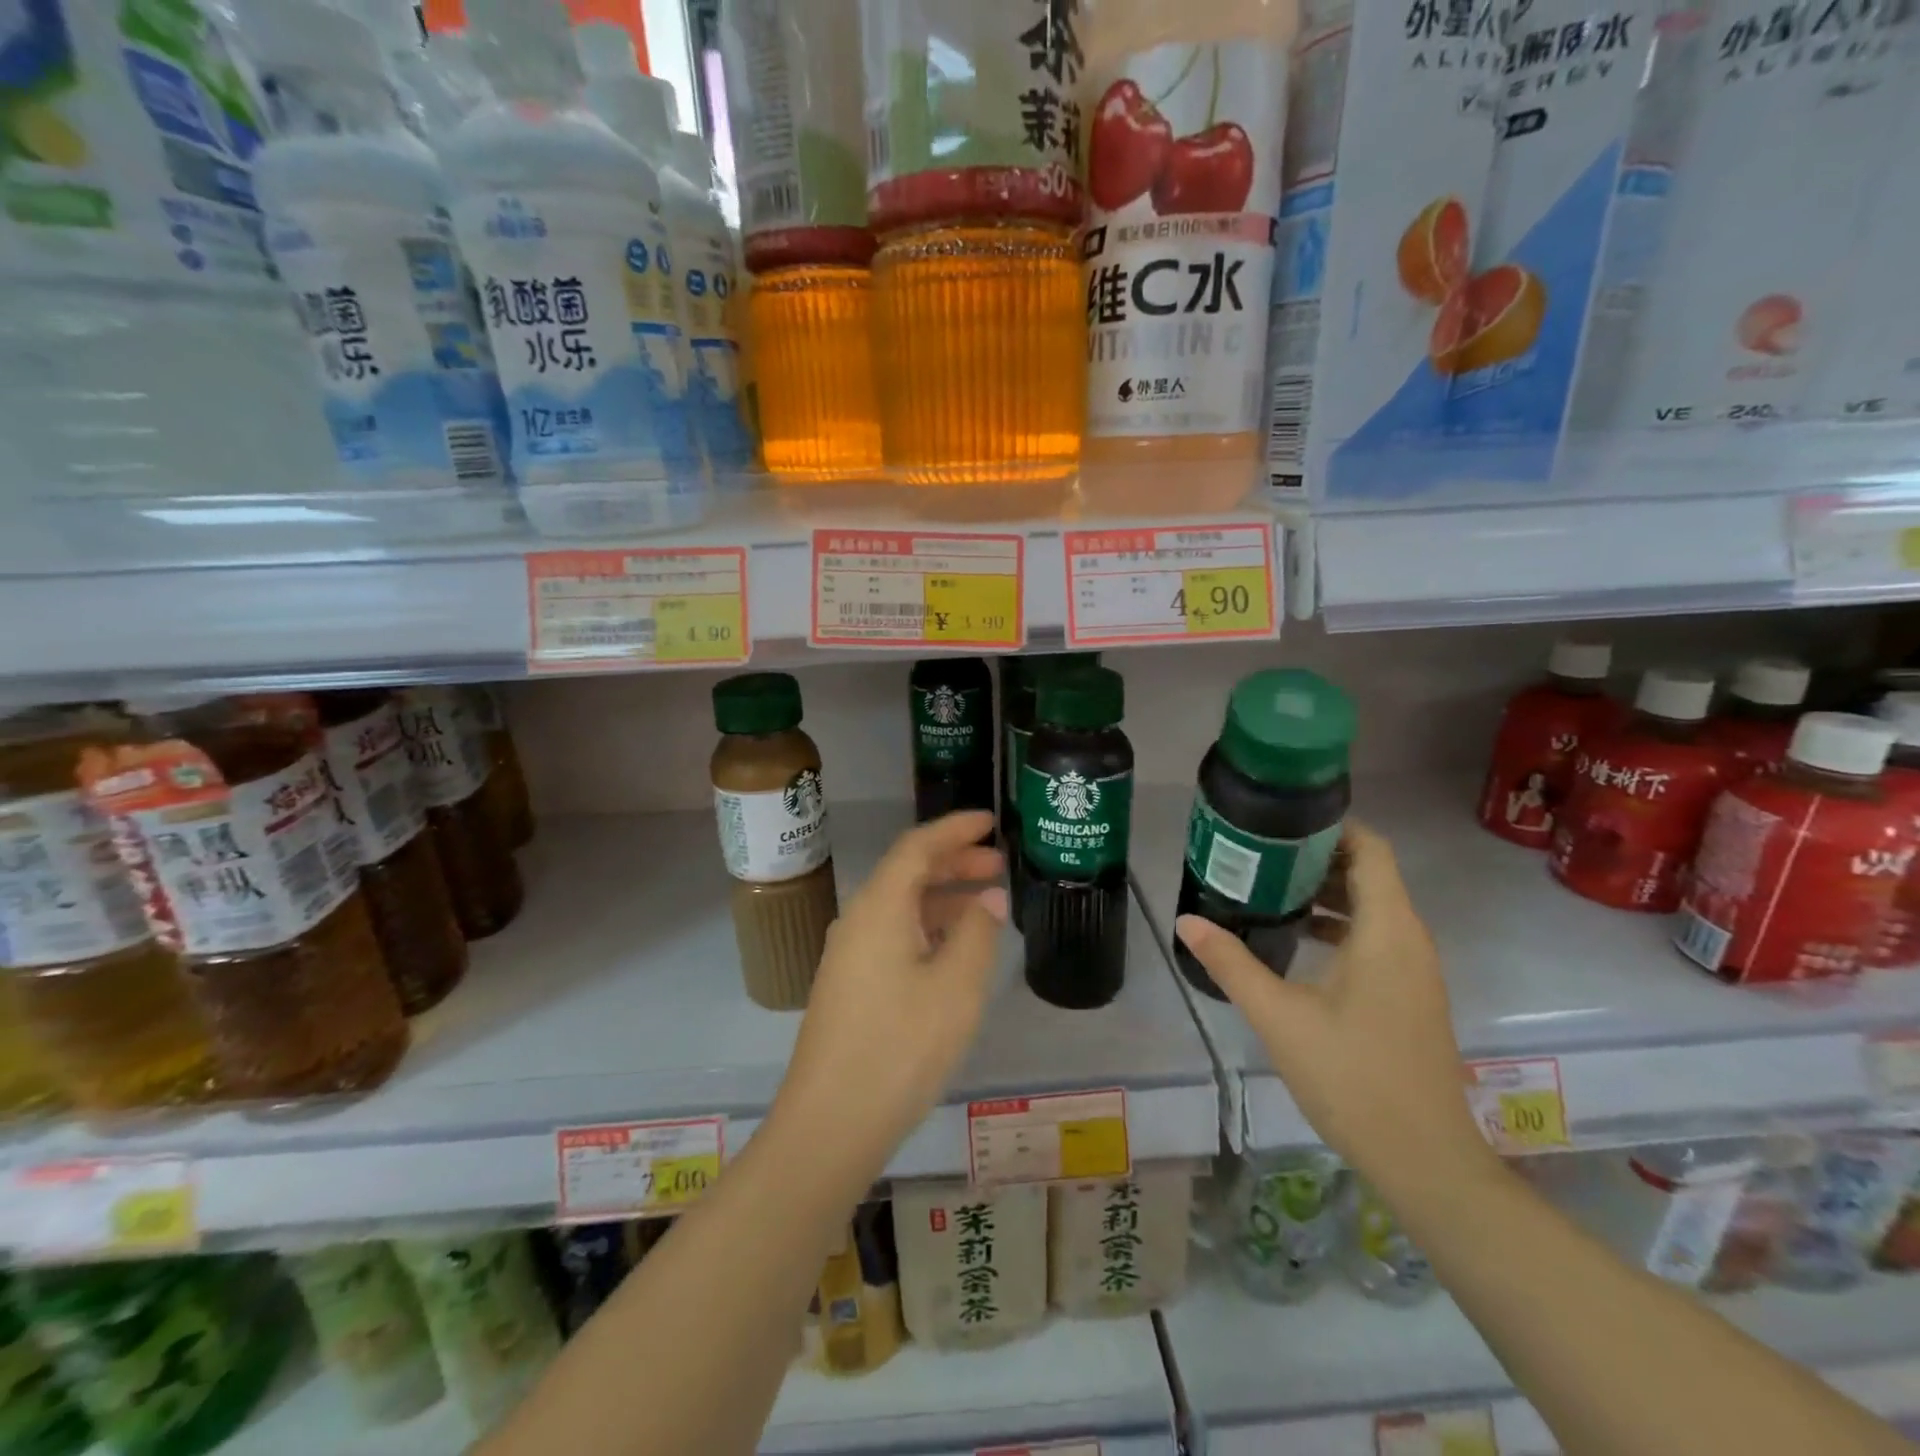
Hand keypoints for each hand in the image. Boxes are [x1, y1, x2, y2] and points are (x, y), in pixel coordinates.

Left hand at [773, 812, 1008, 1168]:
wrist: (830, 1124)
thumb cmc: (900, 1048)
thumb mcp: (956, 988)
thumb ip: (978, 932)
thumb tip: (988, 896)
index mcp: (879, 907)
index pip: (917, 846)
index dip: (954, 829)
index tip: (989, 820)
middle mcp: (858, 920)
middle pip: (907, 873)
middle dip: (953, 861)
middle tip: (998, 863)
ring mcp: (848, 954)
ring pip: (900, 906)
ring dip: (942, 897)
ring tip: (987, 904)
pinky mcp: (849, 985)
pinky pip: (892, 934)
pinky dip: (927, 927)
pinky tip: (954, 950)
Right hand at [1175, 819, 1495, 1193]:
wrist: (1425, 1161)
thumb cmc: (1353, 1077)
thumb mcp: (1279, 1016)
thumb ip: (1231, 963)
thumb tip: (1187, 921)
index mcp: (1387, 930)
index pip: (1370, 849)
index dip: (1331, 826)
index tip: (1280, 821)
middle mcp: (1408, 940)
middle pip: (1368, 874)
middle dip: (1315, 857)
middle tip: (1258, 853)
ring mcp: (1413, 970)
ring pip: (1371, 908)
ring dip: (1324, 893)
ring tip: (1265, 890)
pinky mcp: (1407, 995)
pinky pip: (1374, 938)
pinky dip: (1336, 926)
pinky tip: (1293, 942)